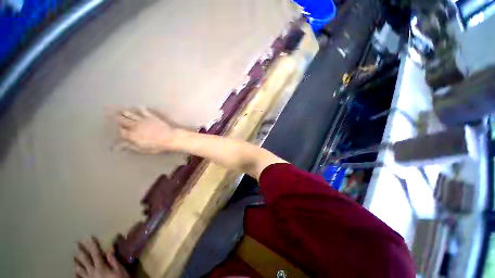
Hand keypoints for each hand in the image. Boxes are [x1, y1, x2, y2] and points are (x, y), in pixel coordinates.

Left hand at [74, 237, 128, 277]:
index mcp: (101, 267)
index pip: (96, 254)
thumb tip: (109, 248)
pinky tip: (74, 272)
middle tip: (76, 244)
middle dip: (81, 252)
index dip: (93, 246)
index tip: (90, 237)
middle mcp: (93, 271)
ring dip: (77, 262)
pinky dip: (77, 274)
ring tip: (73, 257)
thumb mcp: (119, 270)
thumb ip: (113, 260)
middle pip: (86, 260)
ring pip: (81, 269)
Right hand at [116, 107, 178, 152]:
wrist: (170, 138)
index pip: (120, 131)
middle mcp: (135, 126)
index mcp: (132, 135)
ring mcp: (143, 120)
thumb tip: (119, 146)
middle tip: (109, 113)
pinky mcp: (151, 116)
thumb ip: (131, 146)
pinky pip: (143, 111)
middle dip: (116, 118)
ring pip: (130, 114)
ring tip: (119, 109)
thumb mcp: (143, 149)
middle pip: (122, 120)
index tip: (118, 129)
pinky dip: (140, 108)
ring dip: (124, 111)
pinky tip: (138, 106)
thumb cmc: (157, 146)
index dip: (118, 130)